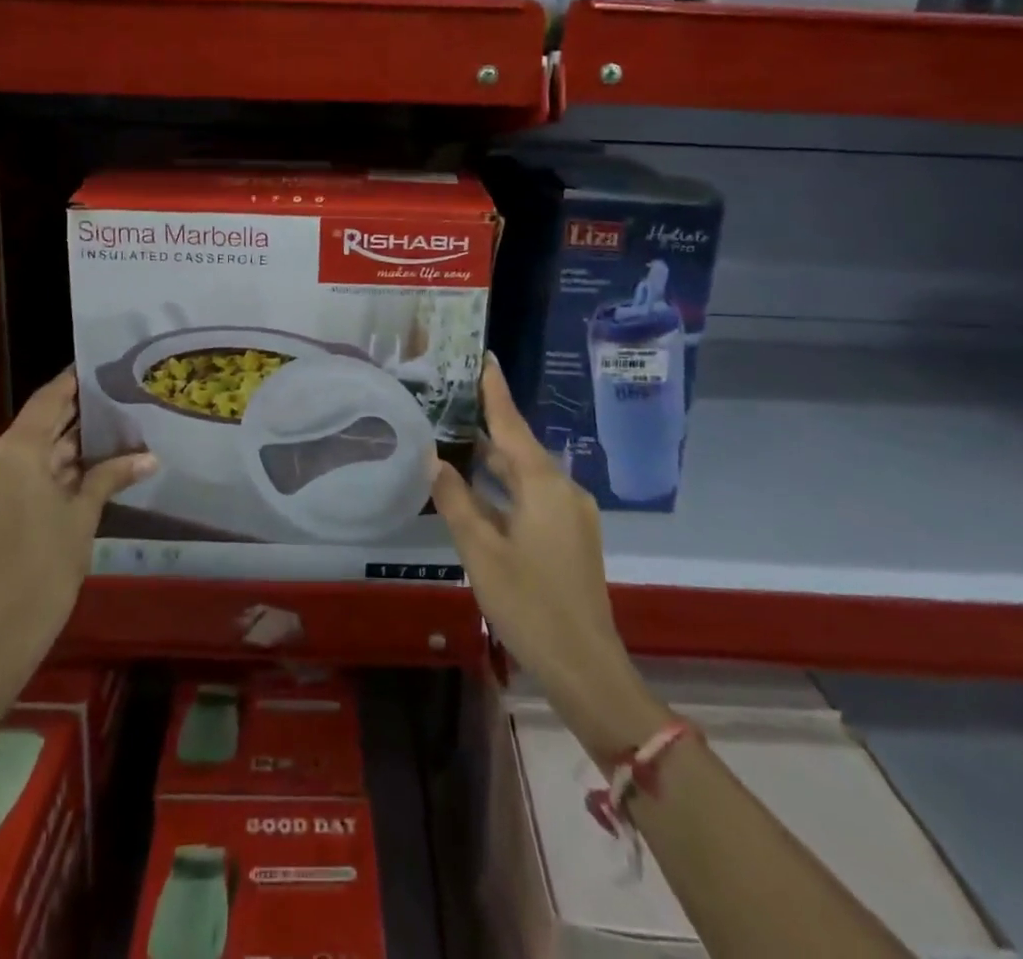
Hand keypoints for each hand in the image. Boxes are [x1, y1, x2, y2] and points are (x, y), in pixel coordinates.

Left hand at [0, 368, 154, 657]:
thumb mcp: (83, 515)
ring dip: (62, 447)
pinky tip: (81, 465)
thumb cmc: (46, 566)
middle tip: (114, 402)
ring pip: (27, 451)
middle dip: (74, 418)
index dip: (73, 382)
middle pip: (37, 425)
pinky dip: (45, 469)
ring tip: (107, 432)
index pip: (48, 400)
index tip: (98, 366)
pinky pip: (15, 472)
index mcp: (13, 451)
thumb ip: (110, 475)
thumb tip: (150, 457)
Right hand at [431, 358, 663, 765]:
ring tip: (456, 438)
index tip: (484, 356)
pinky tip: (480, 490)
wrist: (586, 667)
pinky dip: (506, 487)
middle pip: (519, 447)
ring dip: (494, 460)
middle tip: (452, 400)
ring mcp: (571, 515)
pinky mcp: (572, 537)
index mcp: (543, 484)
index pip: (512, 424)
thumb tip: (435, 460)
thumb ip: (456, 501)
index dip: (495, 390)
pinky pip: (534, 496)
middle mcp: (563, 489)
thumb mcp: (481, 551)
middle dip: (487, 424)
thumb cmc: (529, 604)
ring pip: (526, 474)